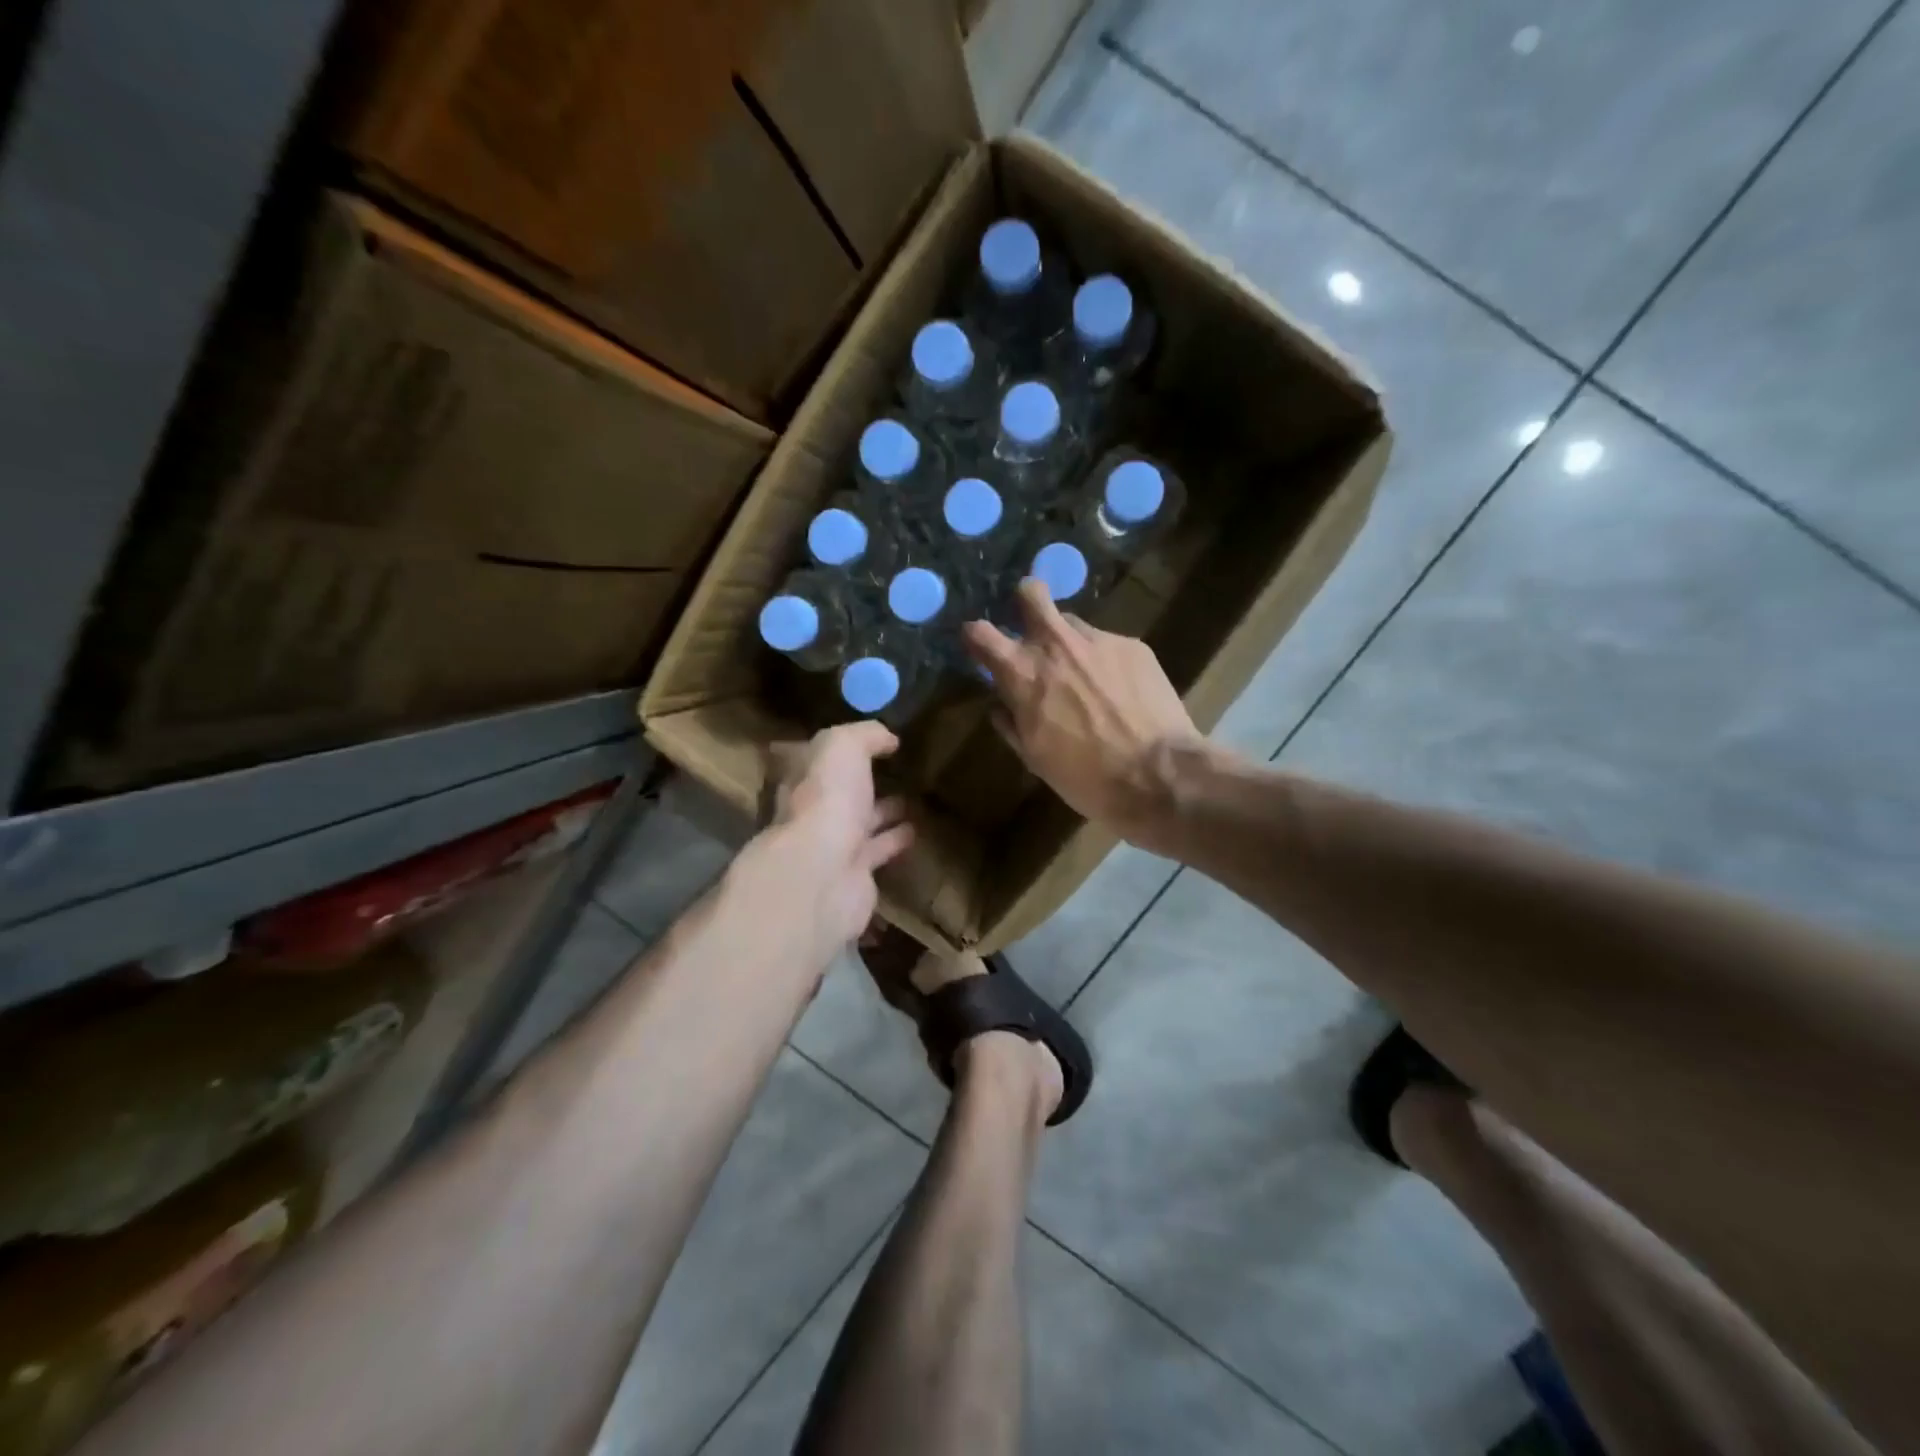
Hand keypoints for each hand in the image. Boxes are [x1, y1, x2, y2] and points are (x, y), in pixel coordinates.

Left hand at [761, 722, 915, 951]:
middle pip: (839, 793)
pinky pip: (878, 851)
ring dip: (883, 812)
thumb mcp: (843, 746)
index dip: (837, 750)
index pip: (816, 758)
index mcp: (802, 779)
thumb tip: (888, 738)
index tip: (867, 741)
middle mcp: (812, 811)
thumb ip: (865, 735)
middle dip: (861, 783)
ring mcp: (832, 845)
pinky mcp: (855, 875)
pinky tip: (917, 831)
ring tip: (914, 800)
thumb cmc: (827, 800)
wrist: (823, 874)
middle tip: (895, 770)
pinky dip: (895, 841)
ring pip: (861, 823)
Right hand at [963, 580, 1201, 846]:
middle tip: (1032, 627)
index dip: (975, 637)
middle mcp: (1056, 644)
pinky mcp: (1133, 645)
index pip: (980, 632)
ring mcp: (1098, 640)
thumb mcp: (1035, 758)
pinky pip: (1107, 644)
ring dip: (1069, 642)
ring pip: (1072, 623)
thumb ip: (1012, 723)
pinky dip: (1105, 662)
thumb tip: (1001, 706)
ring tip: (1086, 676)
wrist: (1159, 775)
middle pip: (1030, 592)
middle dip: (1025, 601)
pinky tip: (1121, 691)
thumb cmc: (1087, 777)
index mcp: (1023, 673)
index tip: (980, 647)